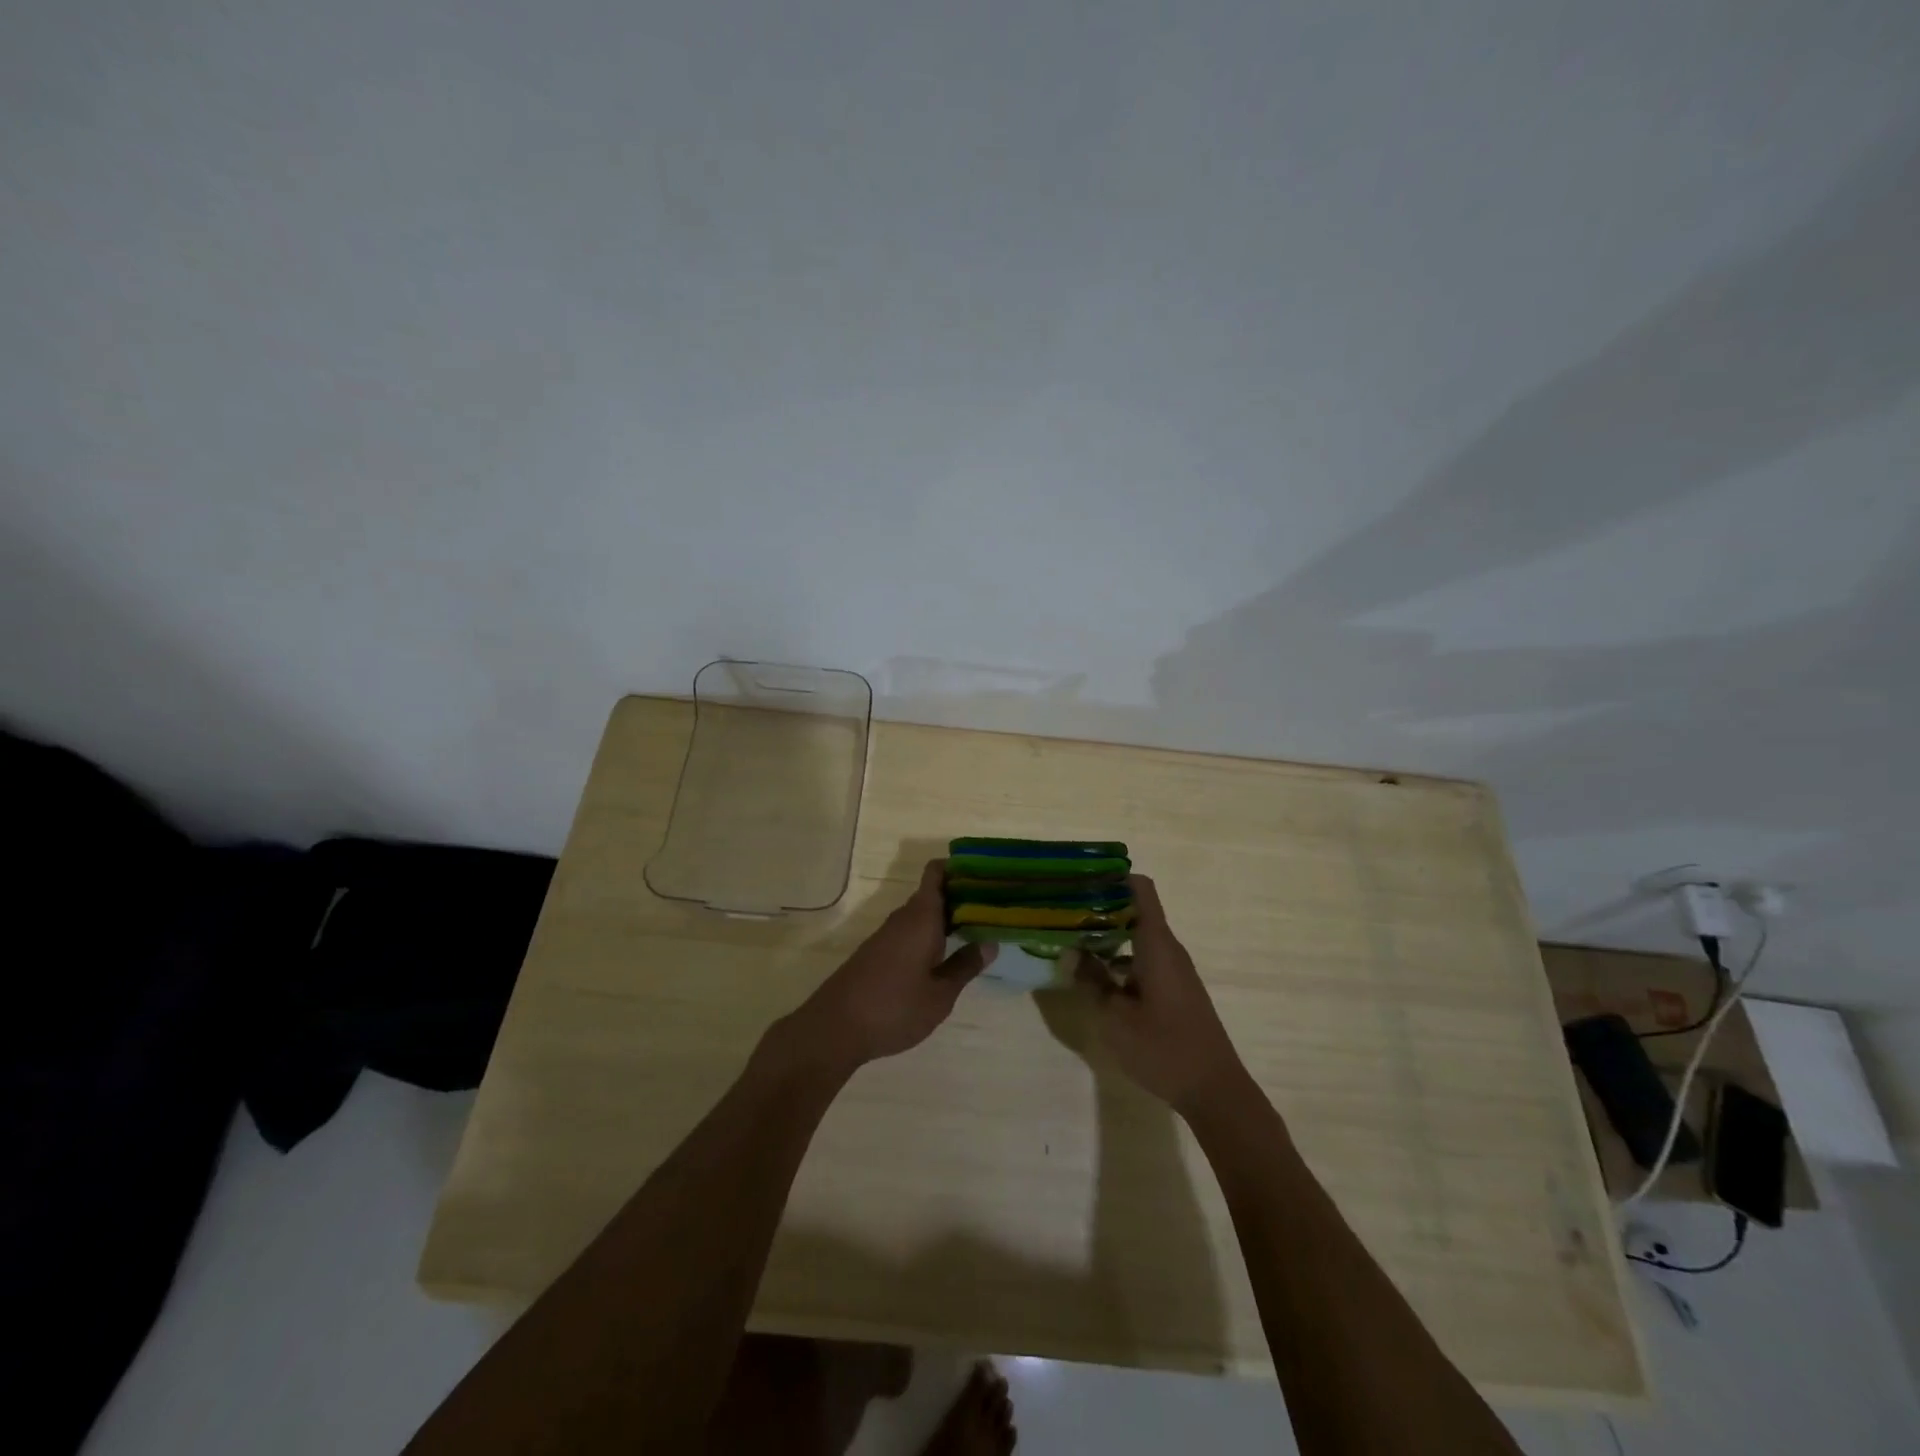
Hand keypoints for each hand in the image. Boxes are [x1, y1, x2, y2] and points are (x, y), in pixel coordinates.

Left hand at [781, 861, 995, 1073]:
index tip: (986, 874)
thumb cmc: (894, 1007)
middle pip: (933, 893)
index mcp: (921, 917)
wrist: (835, 1028)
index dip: (959, 867)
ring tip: (978, 930)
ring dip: (947, 918)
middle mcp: (903, 918)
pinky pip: (911, 931)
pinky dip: (931, 935)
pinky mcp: (878, 953)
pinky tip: (946, 954)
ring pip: (922, 915)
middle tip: (994, 908)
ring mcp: (888, 935)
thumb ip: (965, 966)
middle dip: (961, 896)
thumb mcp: (940, 994)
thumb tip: (990, 942)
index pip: (936, 872)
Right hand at [1076, 875, 1249, 1116]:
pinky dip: (1120, 958)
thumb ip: (1091, 981)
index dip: (1112, 877)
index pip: (1140, 888)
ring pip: (1138, 937)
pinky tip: (1096, 976)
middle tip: (1064, 912)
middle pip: (1134, 910)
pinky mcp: (1175, 990)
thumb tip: (1071, 952)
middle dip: (1100, 907)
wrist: (1215, 1091)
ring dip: (1108, 936)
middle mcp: (1168, 949)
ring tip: (1072, 941)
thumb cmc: (1163, 1049)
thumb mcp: (1115, 1017)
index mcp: (1156, 944)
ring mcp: (1174, 970)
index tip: (1080, 879)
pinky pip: (1144, 959)